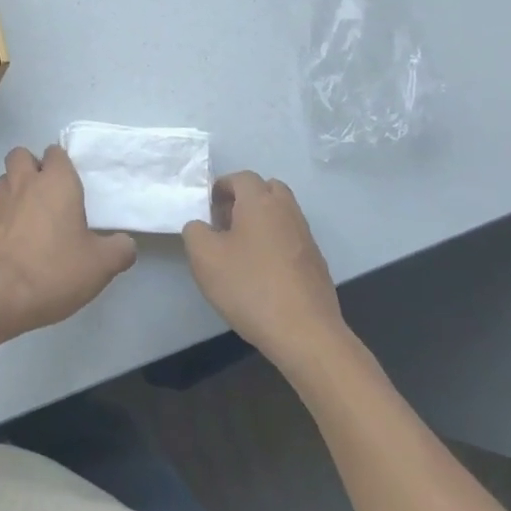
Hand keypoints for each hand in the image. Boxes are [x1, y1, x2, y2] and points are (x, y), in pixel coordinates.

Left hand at [0, 146, 136, 339]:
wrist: (0, 295)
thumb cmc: (55, 269)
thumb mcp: (101, 265)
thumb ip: (119, 249)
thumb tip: (125, 243)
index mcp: (56, 182)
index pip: (56, 152)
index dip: (63, 163)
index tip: (74, 184)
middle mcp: (24, 183)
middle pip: (21, 155)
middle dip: (32, 165)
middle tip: (49, 192)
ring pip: (5, 179)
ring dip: (16, 188)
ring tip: (33, 215)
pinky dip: (5, 216)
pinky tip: (18, 240)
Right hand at [183, 172, 346, 371]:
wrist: (304, 333)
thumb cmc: (249, 286)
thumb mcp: (204, 257)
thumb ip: (194, 231)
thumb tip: (202, 226)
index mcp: (260, 202)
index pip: (241, 177)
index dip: (221, 187)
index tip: (206, 208)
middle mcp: (287, 211)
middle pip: (267, 190)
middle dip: (245, 199)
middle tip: (226, 222)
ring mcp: (306, 238)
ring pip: (282, 214)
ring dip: (261, 222)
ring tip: (241, 249)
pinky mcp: (316, 264)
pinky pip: (291, 239)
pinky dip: (275, 244)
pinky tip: (262, 273)